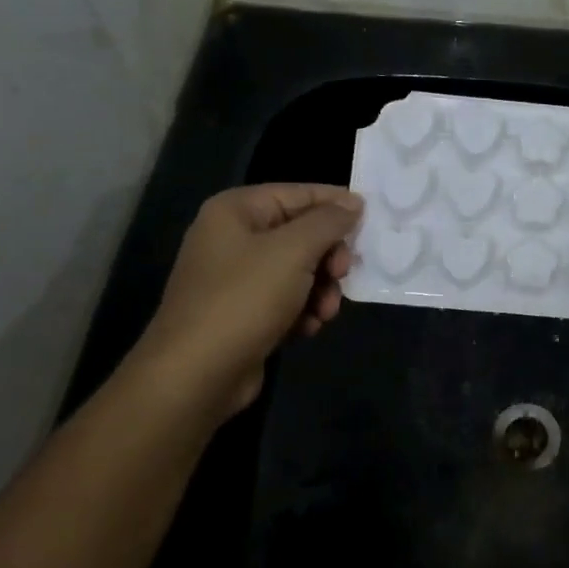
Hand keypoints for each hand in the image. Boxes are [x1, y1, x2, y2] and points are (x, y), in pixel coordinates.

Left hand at [129, 183, 363, 418]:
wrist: (196, 374)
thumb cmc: (244, 300)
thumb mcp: (294, 251)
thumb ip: (329, 221)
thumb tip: (354, 202)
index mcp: (236, 211)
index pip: (298, 193)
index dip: (336, 204)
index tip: (372, 219)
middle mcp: (234, 238)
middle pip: (302, 234)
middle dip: (328, 257)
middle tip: (342, 274)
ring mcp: (237, 278)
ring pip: (300, 270)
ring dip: (321, 290)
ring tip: (324, 312)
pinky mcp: (244, 313)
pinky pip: (287, 300)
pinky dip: (303, 311)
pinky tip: (307, 328)